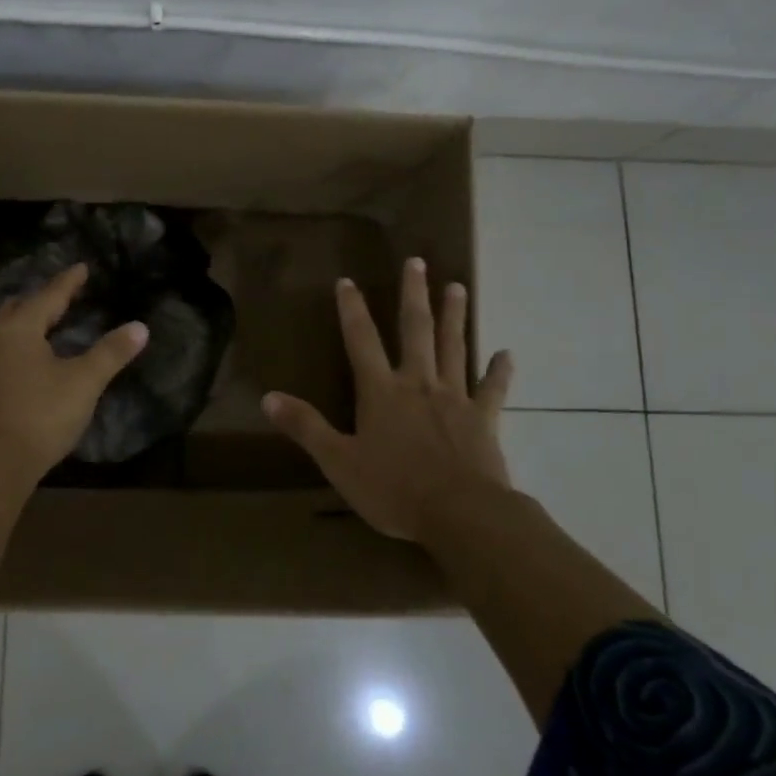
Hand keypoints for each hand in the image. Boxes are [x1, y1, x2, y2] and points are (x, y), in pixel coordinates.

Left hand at [0, 262, 149, 482]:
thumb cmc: (42, 415)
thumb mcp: (84, 382)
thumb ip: (111, 352)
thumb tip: (140, 327)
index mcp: (19, 329)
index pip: (48, 296)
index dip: (68, 282)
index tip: (82, 268)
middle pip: (19, 307)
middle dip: (41, 299)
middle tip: (63, 296)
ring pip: (4, 329)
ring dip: (25, 321)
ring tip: (46, 323)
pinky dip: (16, 344)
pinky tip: (26, 358)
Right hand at [262, 257, 514, 542]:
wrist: (461, 514)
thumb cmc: (394, 488)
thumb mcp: (338, 461)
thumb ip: (305, 427)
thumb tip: (268, 398)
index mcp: (381, 391)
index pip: (361, 340)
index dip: (352, 309)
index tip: (347, 281)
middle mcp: (418, 383)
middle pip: (415, 330)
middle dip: (414, 295)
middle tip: (418, 262)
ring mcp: (454, 398)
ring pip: (454, 348)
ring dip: (455, 317)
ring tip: (458, 287)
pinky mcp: (484, 420)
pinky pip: (493, 389)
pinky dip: (500, 371)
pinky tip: (508, 354)